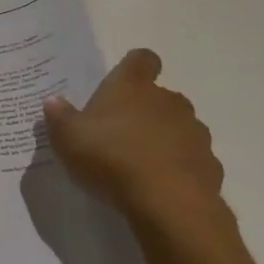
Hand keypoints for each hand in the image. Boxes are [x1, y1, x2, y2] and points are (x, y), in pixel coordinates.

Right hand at [42, 49, 227, 242]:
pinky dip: (179, 169)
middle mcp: (168, 101)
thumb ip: (59, 117)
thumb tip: (53, 101)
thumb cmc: (112, 158)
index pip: (142, 59)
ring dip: (164, 139)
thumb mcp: (68, 139)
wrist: (169, 204)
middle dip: (146, 111)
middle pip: (161, 96)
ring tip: (142, 165)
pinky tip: (161, 188)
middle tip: (122, 134)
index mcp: (133, 86)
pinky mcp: (210, 165)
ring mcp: (194, 132)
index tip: (123, 83)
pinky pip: (191, 160)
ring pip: (179, 128)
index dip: (134, 67)